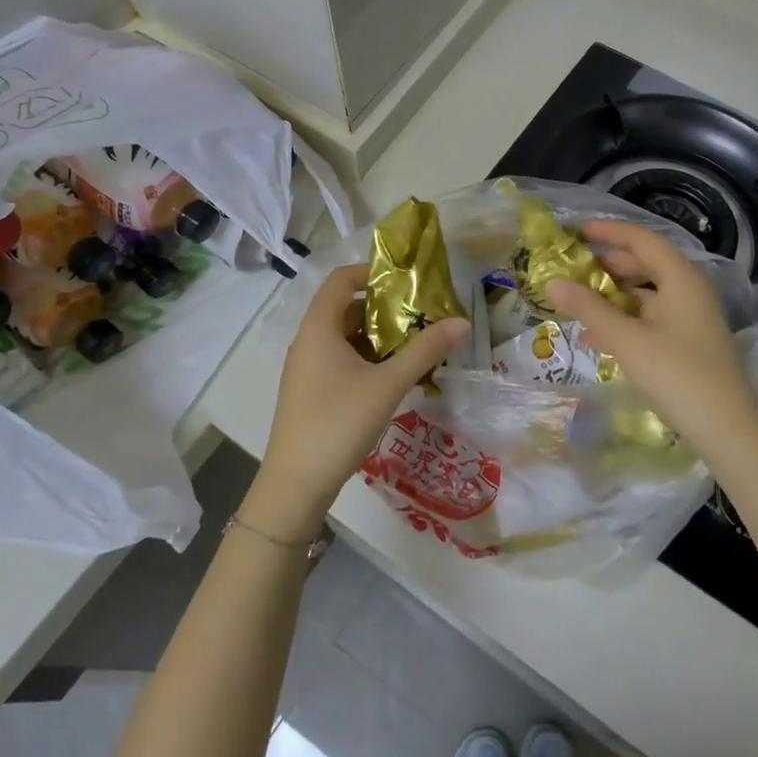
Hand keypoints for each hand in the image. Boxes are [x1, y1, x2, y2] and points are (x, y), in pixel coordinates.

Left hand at [249, 263, 469, 540]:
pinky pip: (341, 359)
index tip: (407, 282)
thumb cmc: (338, 423)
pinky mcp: (312, 391)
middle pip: (346, 307)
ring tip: (416, 345)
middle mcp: (308, 341)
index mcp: (318, 328)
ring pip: (346, 337)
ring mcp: (308, 368)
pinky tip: (395, 376)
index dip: (372, 272)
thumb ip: (425, 351)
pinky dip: (368, 358)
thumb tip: (462, 322)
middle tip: (422, 315)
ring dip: (379, 336)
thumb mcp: (387, 385)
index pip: (341, 280)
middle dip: (385, 308)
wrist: (295, 484)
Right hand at [544, 221, 757, 464]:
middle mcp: (690, 291)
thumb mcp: (626, 339)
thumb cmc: (676, 374)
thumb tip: (553, 282)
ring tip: (578, 304)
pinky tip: (597, 338)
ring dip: (613, 297)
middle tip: (574, 268)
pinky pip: (651, 320)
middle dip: (608, 265)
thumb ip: (588, 308)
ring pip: (647, 295)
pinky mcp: (689, 344)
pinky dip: (625, 321)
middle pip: (646, 265)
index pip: (643, 240)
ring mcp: (691, 319)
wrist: (726, 429)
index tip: (578, 232)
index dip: (610, 232)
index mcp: (681, 279)